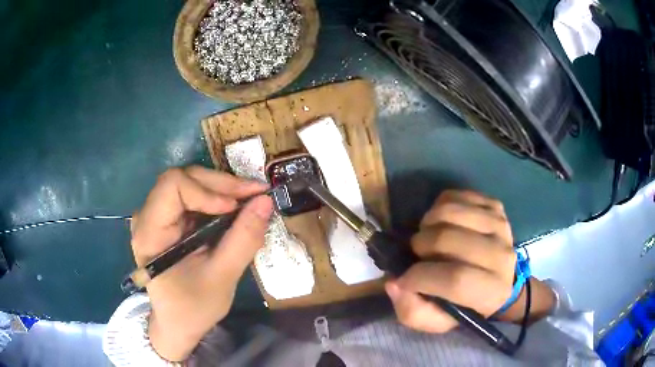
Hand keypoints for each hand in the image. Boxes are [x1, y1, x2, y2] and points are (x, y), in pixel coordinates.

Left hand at [130, 167, 272, 360]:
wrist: (178, 323)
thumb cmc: (193, 308)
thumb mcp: (222, 278)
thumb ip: (243, 239)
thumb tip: (265, 201)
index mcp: (150, 232)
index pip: (173, 186)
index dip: (207, 190)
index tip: (235, 208)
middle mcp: (147, 216)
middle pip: (183, 178)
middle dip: (221, 185)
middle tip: (255, 195)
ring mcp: (157, 215)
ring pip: (190, 182)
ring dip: (223, 189)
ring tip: (250, 202)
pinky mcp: (168, 219)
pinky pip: (193, 196)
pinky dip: (218, 199)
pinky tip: (236, 210)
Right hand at [385, 190, 553, 332]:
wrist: (498, 279)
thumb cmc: (464, 304)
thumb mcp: (437, 321)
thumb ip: (412, 311)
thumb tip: (394, 282)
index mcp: (492, 292)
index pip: (455, 279)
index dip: (420, 277)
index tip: (403, 278)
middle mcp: (502, 256)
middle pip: (449, 239)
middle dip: (420, 245)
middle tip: (416, 253)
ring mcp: (500, 225)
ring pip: (450, 211)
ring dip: (428, 223)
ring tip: (428, 236)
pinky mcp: (495, 206)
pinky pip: (457, 195)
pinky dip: (439, 206)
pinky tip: (442, 223)